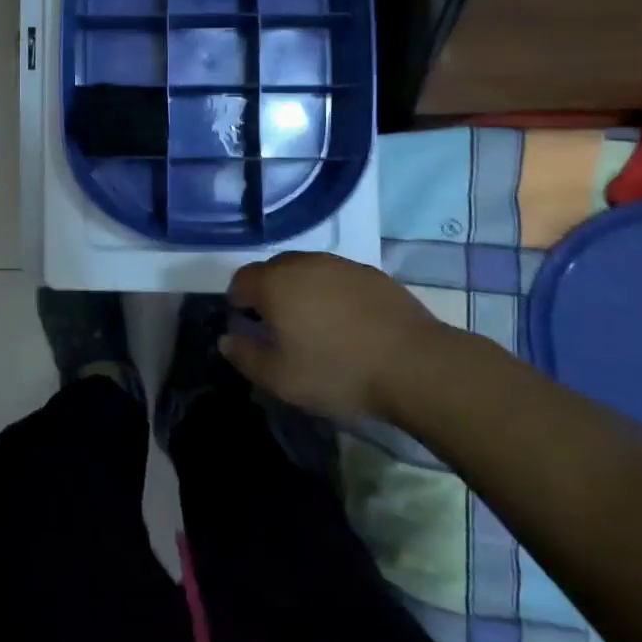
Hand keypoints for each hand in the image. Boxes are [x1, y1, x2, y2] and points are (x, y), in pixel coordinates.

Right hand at [221, 253, 443, 424]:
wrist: (415, 364)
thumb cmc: (337, 371)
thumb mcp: (280, 378)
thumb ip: (244, 356)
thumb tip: (226, 338)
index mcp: (274, 283)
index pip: (240, 281)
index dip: (237, 304)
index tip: (248, 329)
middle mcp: (303, 263)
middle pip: (272, 271)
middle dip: (268, 294)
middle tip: (279, 329)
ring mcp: (339, 264)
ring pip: (306, 272)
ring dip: (301, 291)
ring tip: (315, 327)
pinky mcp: (370, 273)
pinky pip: (336, 278)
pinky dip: (332, 294)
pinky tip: (347, 324)